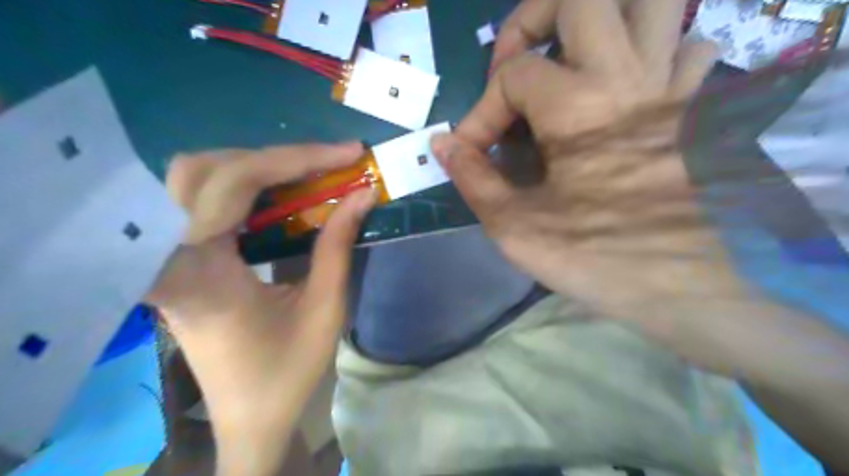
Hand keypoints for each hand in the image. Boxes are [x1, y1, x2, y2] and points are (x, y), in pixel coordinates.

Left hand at [145, 144, 374, 473]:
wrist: (247, 418)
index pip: (232, 184)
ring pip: (192, 181)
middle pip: (199, 170)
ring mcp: (167, 258)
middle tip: (322, 165)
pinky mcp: (179, 260)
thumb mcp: (325, 308)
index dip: (293, 159)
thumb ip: (338, 244)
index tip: (345, 154)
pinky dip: (243, 188)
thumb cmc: (286, 372)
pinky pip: (200, 204)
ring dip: (252, 167)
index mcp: (199, 273)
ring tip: (305, 174)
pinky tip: (278, 195)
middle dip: (269, 158)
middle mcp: (168, 257)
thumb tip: (361, 194)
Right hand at [435, 0, 743, 348]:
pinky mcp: (697, 109)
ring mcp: (671, 86)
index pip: (513, 75)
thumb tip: (442, 145)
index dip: (482, 109)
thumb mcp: (515, 227)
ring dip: (603, 20)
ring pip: (652, 4)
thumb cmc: (597, 258)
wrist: (688, 289)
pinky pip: (688, 49)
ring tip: (570, 57)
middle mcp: (628, 77)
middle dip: (533, 18)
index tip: (472, 151)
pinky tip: (628, 88)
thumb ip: (473, 178)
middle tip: (516, 62)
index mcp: (578, 106)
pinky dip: (655, 54)